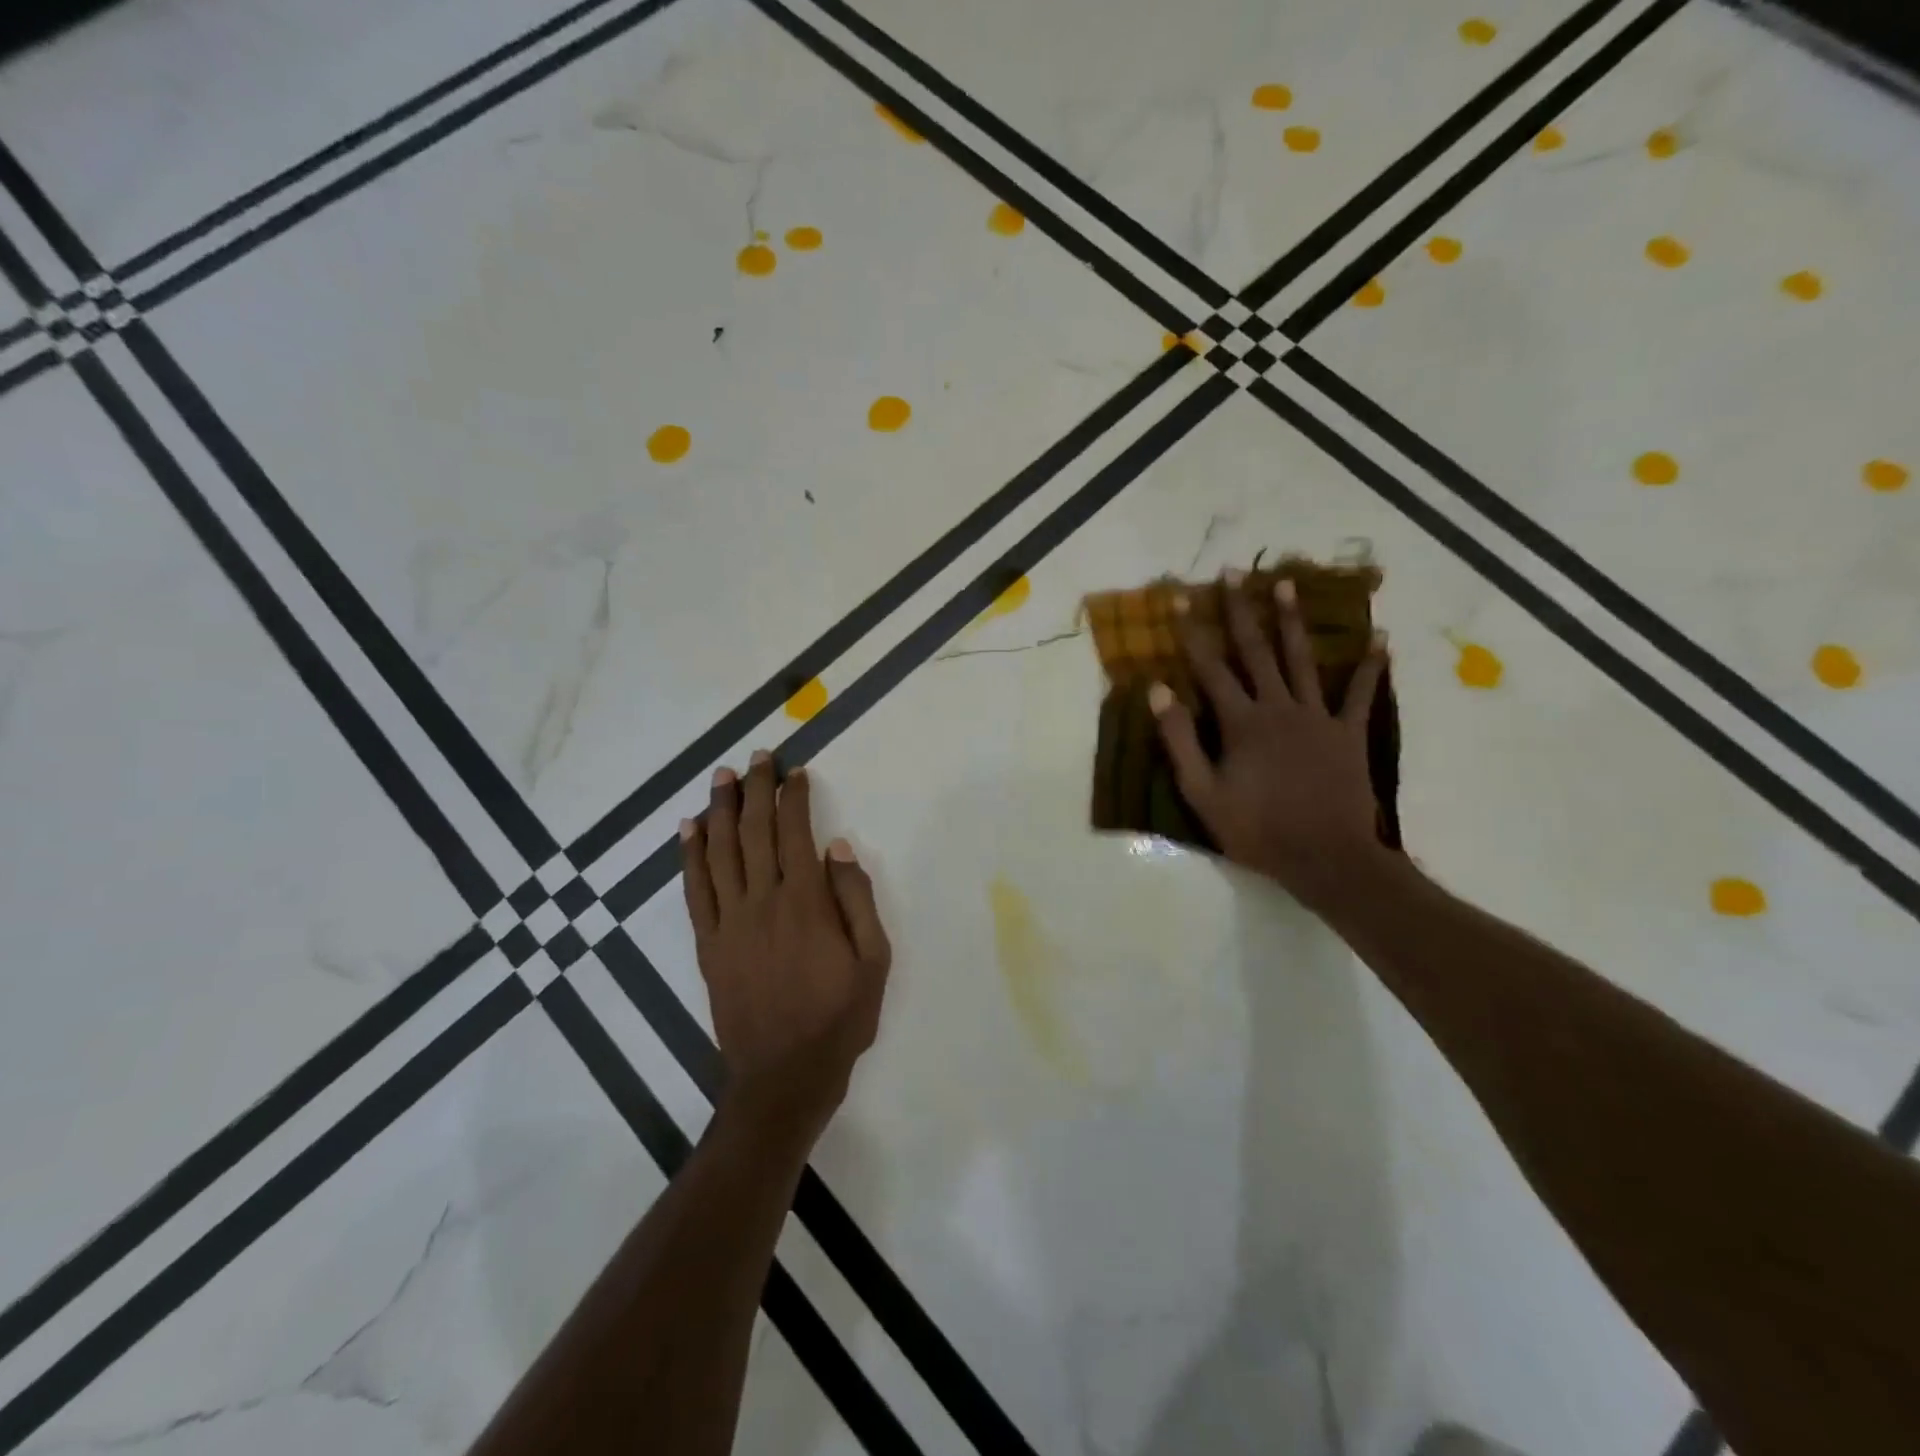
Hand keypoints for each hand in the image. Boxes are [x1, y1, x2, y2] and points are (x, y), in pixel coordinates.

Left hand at [682, 753, 891, 1144]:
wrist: (783, 1076)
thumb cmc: (839, 1017)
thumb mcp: (874, 961)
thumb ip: (857, 900)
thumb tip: (838, 848)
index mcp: (805, 903)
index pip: (795, 834)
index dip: (794, 798)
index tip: (796, 771)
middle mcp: (762, 902)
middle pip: (755, 832)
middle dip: (756, 790)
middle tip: (756, 757)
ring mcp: (729, 923)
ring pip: (720, 852)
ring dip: (720, 810)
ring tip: (721, 777)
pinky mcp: (708, 944)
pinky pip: (695, 890)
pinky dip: (690, 855)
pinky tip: (689, 828)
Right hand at [1150, 573, 1390, 911]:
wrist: (1324, 857)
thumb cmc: (1255, 829)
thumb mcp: (1201, 791)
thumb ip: (1179, 739)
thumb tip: (1158, 689)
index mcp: (1241, 722)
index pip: (1210, 668)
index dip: (1192, 632)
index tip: (1180, 598)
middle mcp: (1278, 707)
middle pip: (1256, 651)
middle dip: (1242, 610)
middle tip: (1234, 573)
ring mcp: (1317, 717)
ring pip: (1302, 660)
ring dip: (1292, 621)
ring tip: (1288, 583)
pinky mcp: (1348, 734)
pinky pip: (1362, 695)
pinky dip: (1371, 667)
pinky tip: (1380, 640)